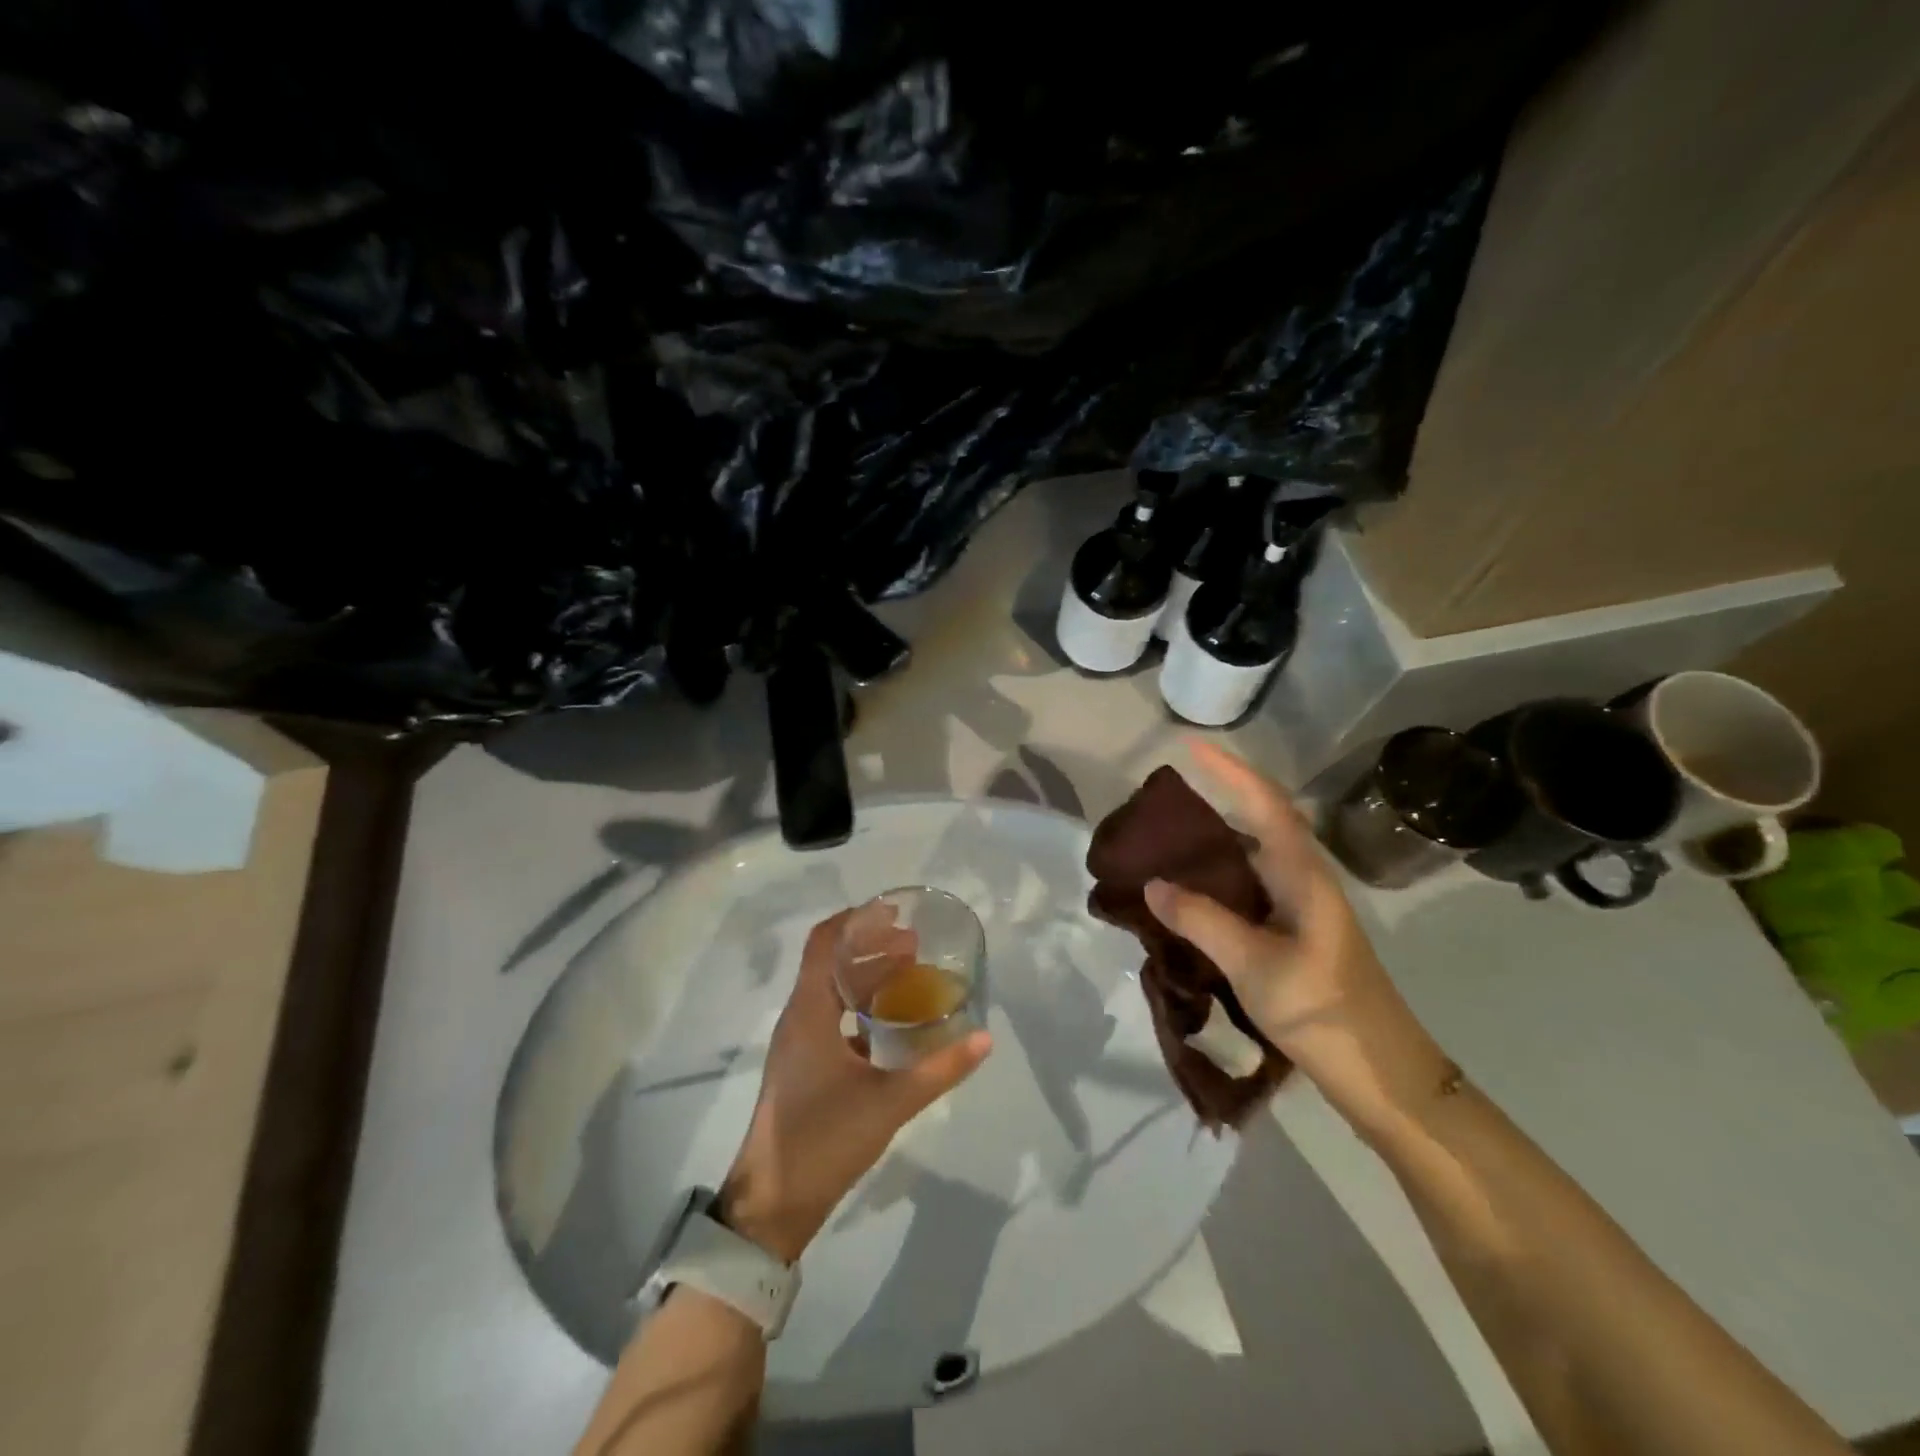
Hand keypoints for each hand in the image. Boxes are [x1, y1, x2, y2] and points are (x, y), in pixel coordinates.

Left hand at [719, 912, 991, 1262]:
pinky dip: (860, 1006)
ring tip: (910, 974)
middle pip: (831, 962)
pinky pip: (831, 1017)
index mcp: (809, 1011)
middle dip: (871, 945)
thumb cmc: (824, 1140)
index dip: (856, 919)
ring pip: (831, 990)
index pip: (825, 942)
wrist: (773, 1203)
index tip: (894, 911)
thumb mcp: (889, 1102)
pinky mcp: (803, 1065)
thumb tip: (986, 1038)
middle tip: (915, 944)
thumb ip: (940, 1069)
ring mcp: (798, 1043)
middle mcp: (799, 1017)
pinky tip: (891, 1022)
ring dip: (866, 975)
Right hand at [1142, 741, 1449, 1129]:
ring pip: (1252, 859)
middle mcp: (1303, 881)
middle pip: (1259, 823)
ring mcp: (1300, 910)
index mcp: (1303, 876)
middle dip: (1217, 801)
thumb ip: (1202, 921)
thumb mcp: (1255, 965)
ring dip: (1214, 843)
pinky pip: (1249, 890)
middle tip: (1164, 802)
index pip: (1265, 805)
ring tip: (1165, 842)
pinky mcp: (1294, 936)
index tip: (1191, 747)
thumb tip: (1152, 884)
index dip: (1230, 771)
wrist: (1383, 1076)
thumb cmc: (1324, 1012)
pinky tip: (1188, 896)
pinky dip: (1217, 881)